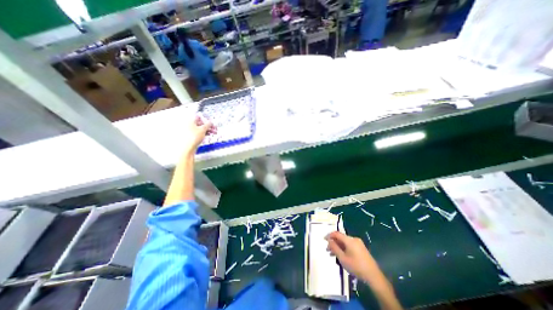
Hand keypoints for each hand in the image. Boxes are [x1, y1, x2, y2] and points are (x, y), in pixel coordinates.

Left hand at [183, 115, 214, 155]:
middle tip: (215, 128)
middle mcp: (188, 124)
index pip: (199, 117)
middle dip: (208, 126)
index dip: (206, 119)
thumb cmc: (193, 137)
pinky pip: (198, 132)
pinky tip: (209, 135)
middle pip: (200, 123)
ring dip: (208, 130)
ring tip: (214, 133)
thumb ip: (207, 125)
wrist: (187, 147)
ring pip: (200, 128)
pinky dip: (204, 133)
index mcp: (190, 120)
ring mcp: (189, 130)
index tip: (212, 123)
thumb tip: (210, 122)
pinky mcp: (191, 136)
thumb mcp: (203, 129)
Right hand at [325, 231, 377, 281]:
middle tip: (328, 250)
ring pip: (345, 242)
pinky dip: (344, 249)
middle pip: (341, 238)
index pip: (337, 234)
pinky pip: (349, 246)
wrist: (374, 276)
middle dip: (333, 243)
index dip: (329, 235)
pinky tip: (341, 256)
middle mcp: (354, 239)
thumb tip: (329, 241)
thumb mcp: (343, 258)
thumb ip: (334, 248)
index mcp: (349, 240)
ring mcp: (359, 244)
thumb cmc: (357, 267)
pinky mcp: (361, 249)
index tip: (324, 239)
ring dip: (338, 247)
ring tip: (332, 254)